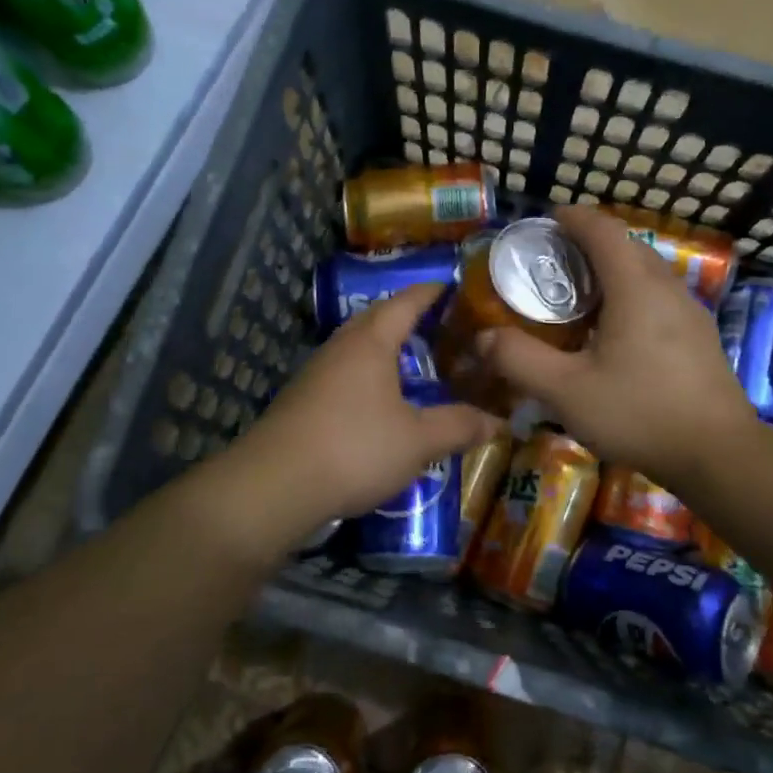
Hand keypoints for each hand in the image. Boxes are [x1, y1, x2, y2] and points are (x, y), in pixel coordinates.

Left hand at [231, 284, 501, 551]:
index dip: (432, 292)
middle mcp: (341, 347)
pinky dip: (370, 373)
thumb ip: (459, 426)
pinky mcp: (303, 400)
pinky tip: (381, 399)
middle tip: (444, 326)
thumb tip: (499, 422)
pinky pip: (345, 372)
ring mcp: (317, 372)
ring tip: (417, 359)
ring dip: (387, 347)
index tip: (455, 286)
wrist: (274, 486)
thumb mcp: (418, 441)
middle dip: (409, 317)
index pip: (407, 302)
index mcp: (371, 341)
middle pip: (378, 318)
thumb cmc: (354, 448)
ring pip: (359, 346)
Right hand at [480, 206, 755, 489]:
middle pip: (626, 246)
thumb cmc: (639, 413)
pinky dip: (632, 295)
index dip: (573, 218)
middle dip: (589, 243)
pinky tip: (617, 332)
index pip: (602, 230)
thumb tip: (482, 338)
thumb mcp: (566, 391)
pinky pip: (660, 297)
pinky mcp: (700, 337)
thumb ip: (519, 360)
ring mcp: (690, 312)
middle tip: (554, 263)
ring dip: (613, 270)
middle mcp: (667, 287)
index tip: (547, 219)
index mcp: (635, 286)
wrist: (719, 455)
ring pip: (647, 272)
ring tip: (581, 296)